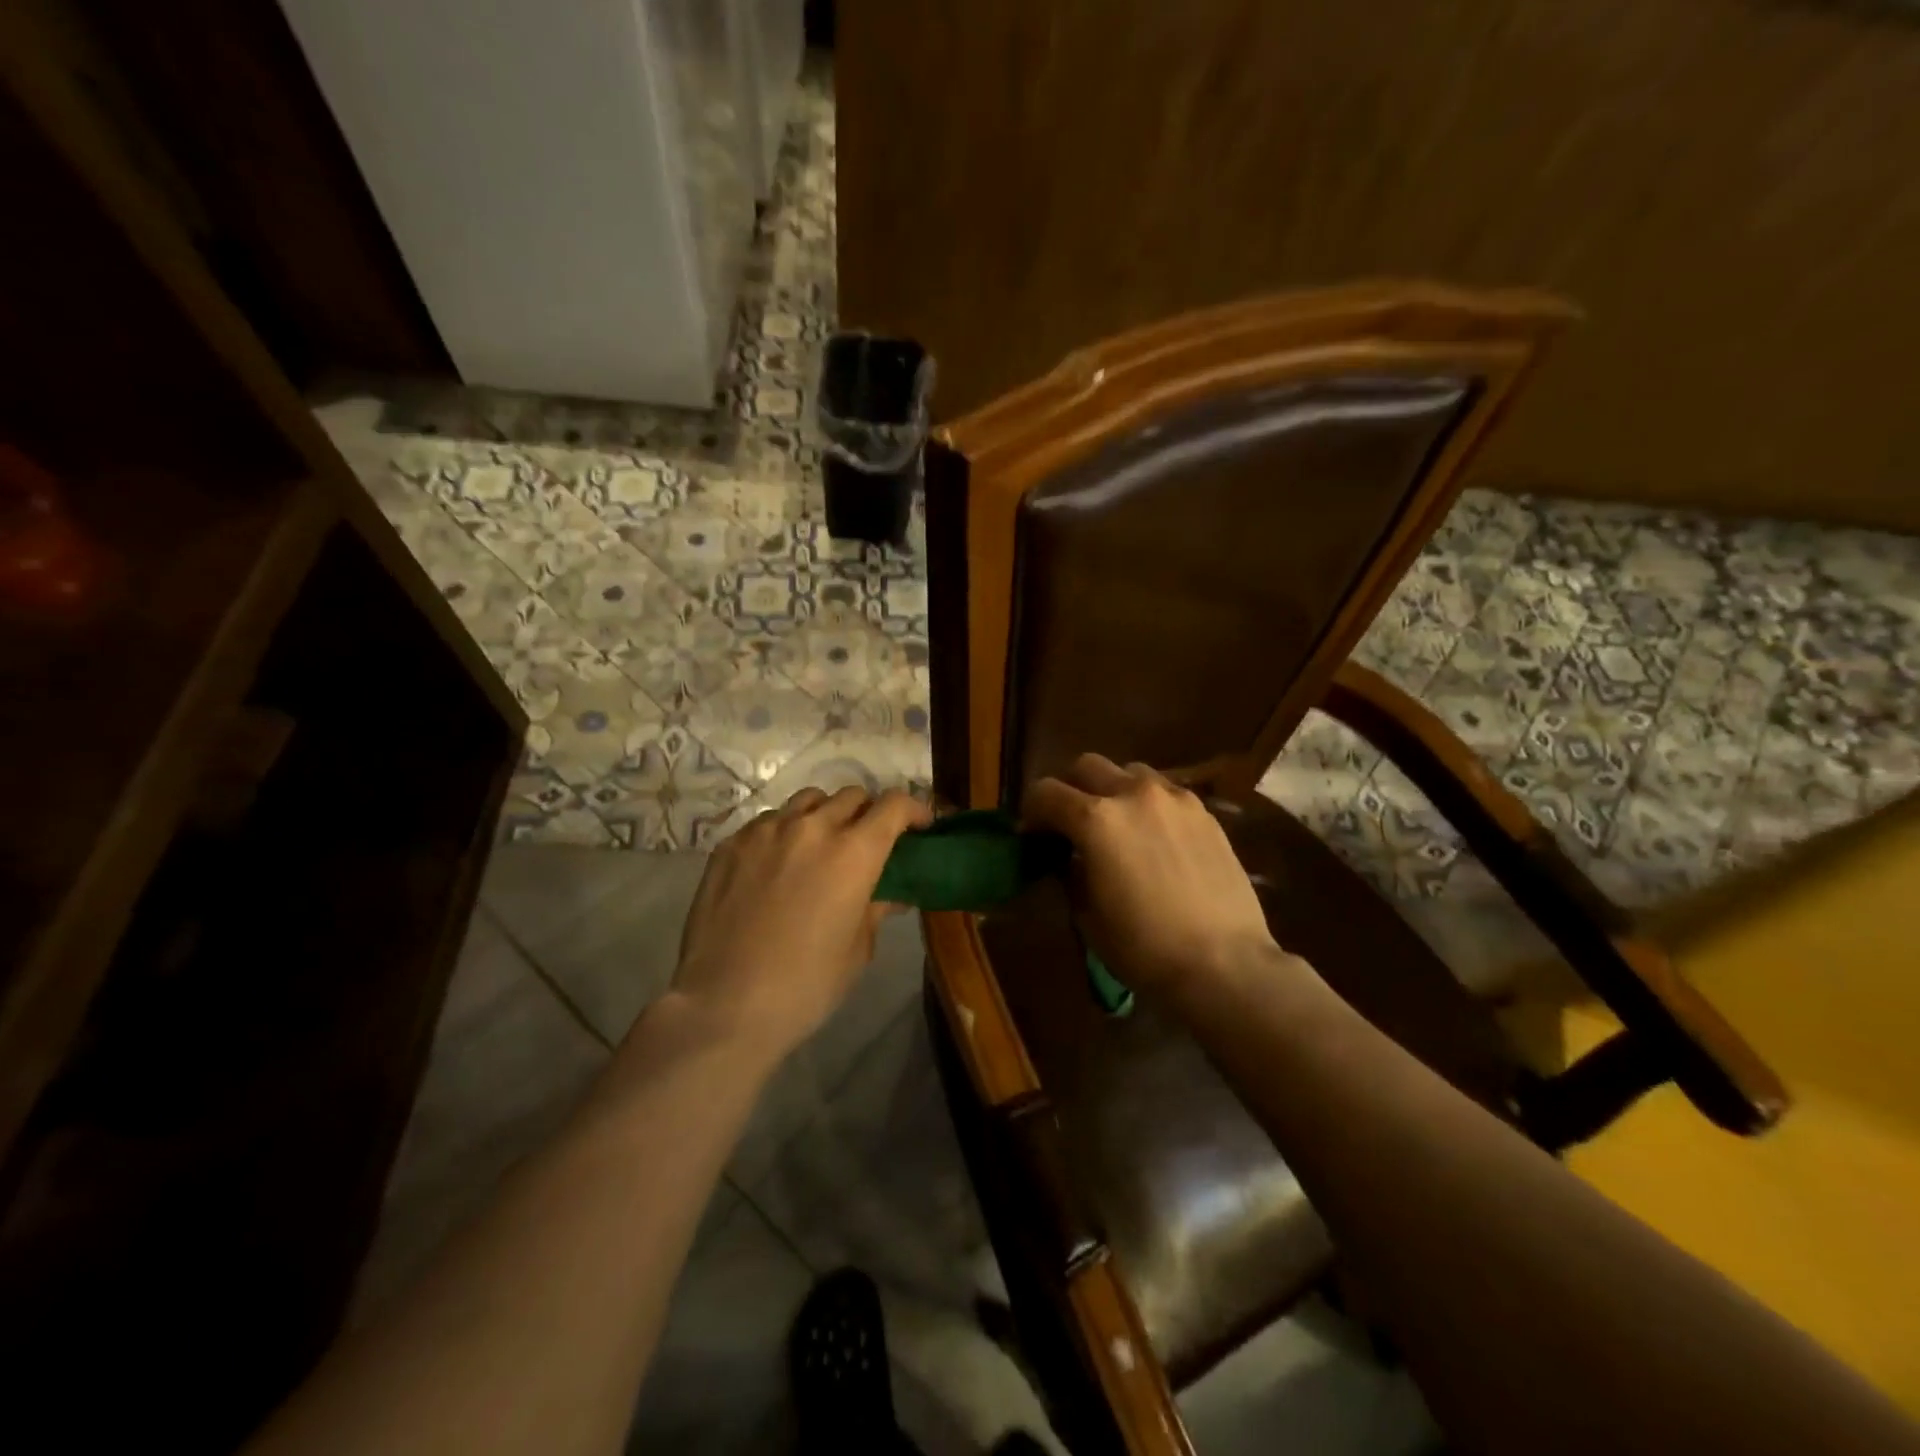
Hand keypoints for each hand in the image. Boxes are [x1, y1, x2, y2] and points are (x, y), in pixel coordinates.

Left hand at [671, 787, 931, 1060]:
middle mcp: (812, 827)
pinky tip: (778, 865)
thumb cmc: (806, 985)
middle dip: (869, 813)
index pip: (894, 805)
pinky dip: (785, 832)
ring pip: (808, 801)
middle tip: (869, 842)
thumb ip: (877, 907)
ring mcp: (767, 830)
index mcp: (853, 852)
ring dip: (825, 815)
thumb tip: (892, 893)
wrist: (724, 1004)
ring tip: (821, 846)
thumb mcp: (858, 948)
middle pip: (852, 796)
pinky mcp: (731, 843)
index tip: (920, 826)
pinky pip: (769, 821)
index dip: (914, 809)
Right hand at [1022, 754, 1291, 999]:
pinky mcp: (1204, 812)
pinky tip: (1154, 837)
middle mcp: (1133, 794)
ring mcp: (1174, 798)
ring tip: (1117, 824)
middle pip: (1086, 766)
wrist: (1224, 964)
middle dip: (1070, 789)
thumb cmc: (1143, 948)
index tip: (1032, 835)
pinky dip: (1148, 804)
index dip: (1031, 812)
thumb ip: (1070, 871)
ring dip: (1112, 789)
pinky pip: (1165, 792)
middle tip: (1071, 823)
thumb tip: (1066, 854)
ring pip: (1130, 771)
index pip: (1046, 792)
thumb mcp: (1087, 914)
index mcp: (1095, 819)